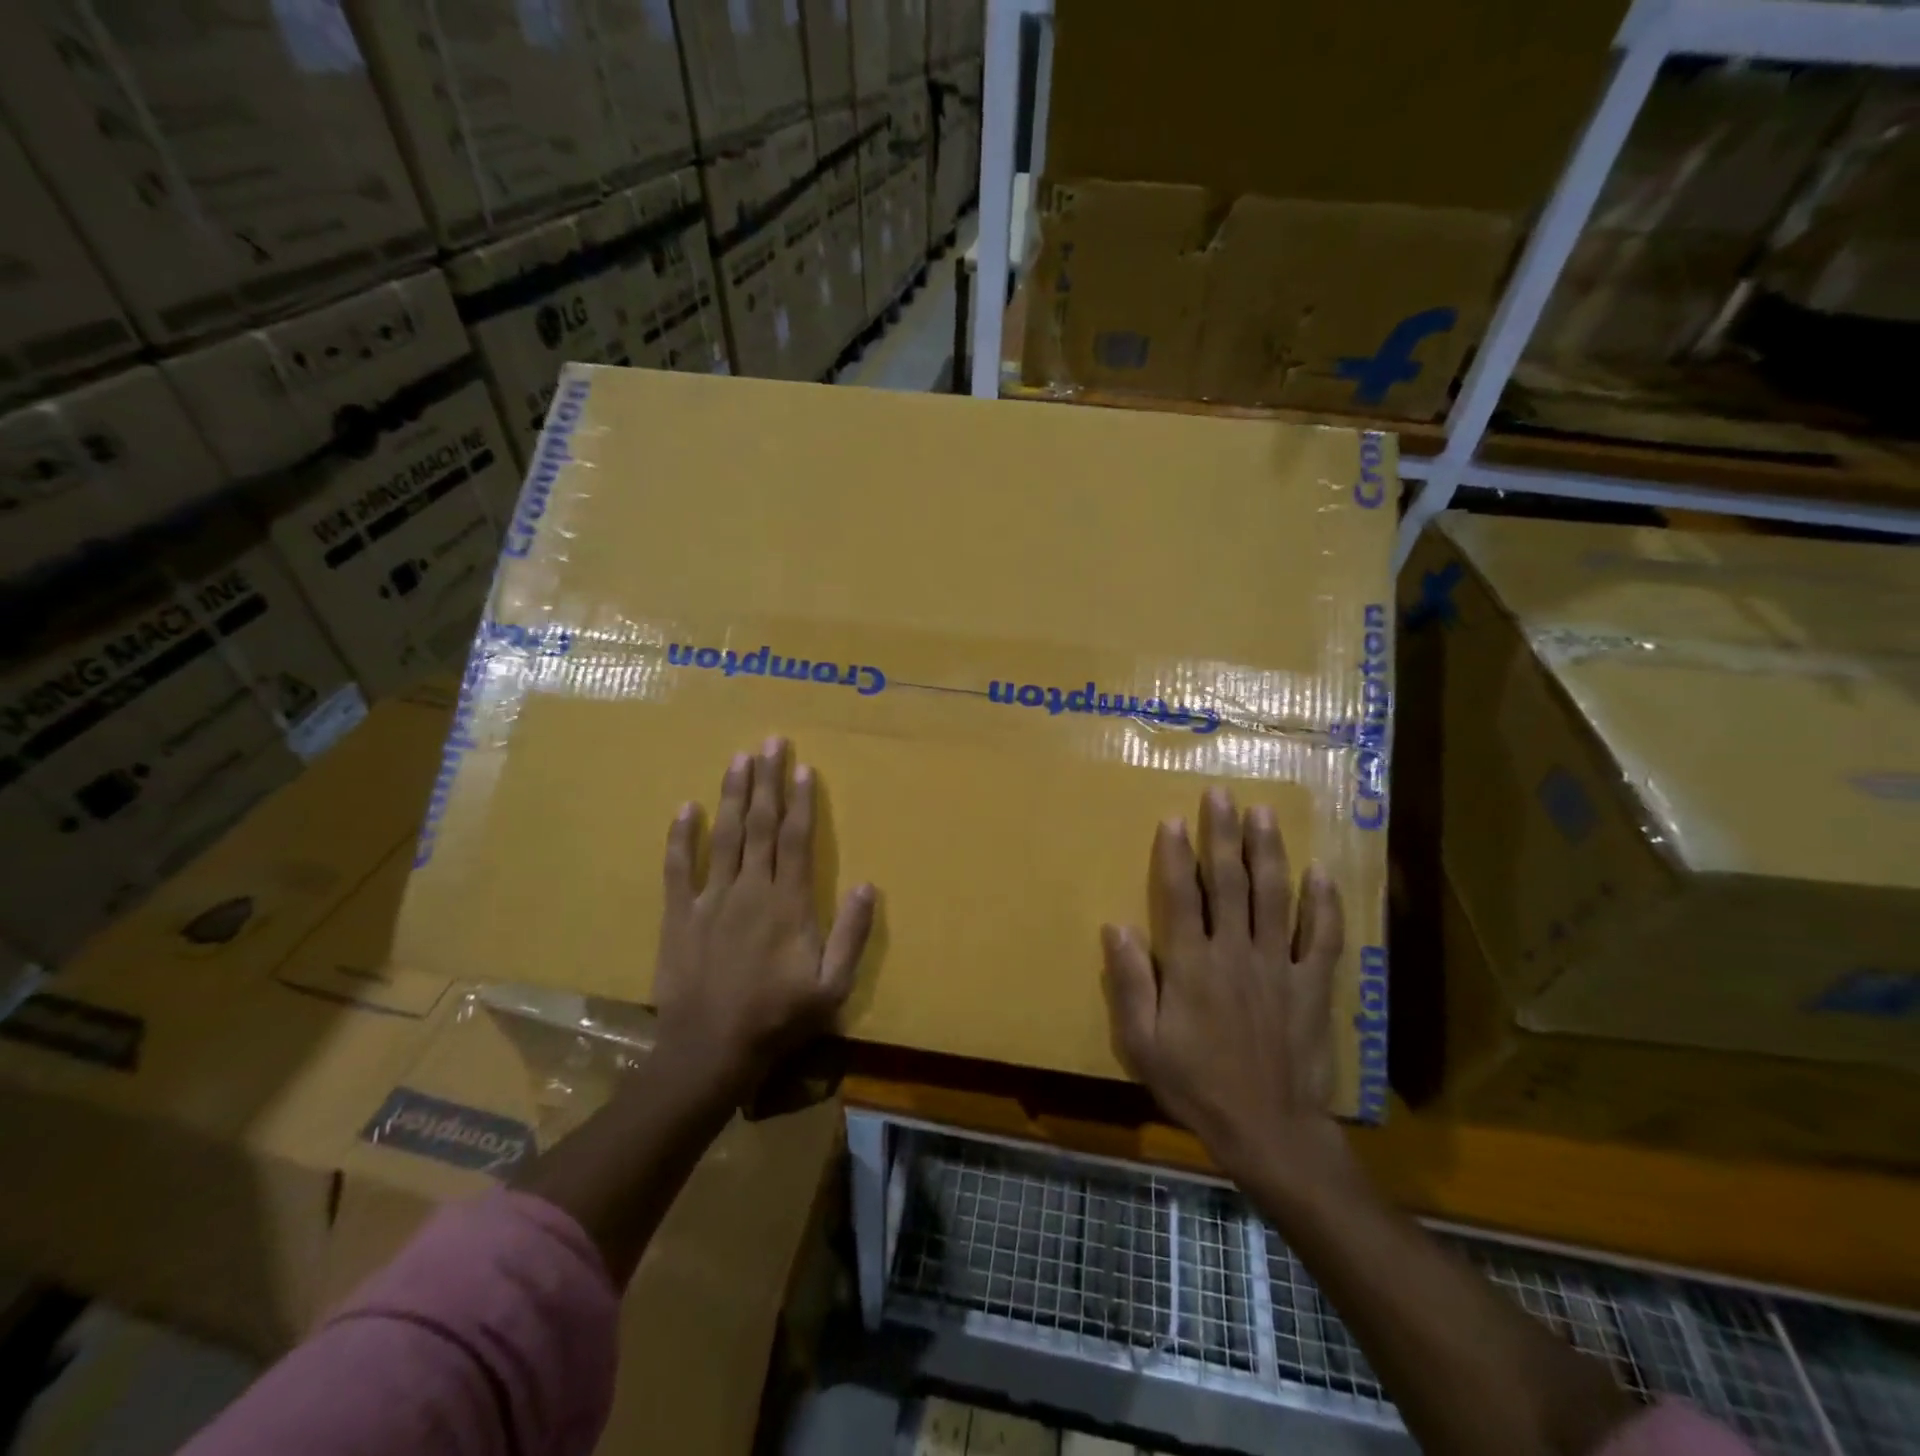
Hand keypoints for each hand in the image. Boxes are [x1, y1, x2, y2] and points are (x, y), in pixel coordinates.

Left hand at [652, 737, 875, 1107]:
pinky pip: (679, 869)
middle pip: (760, 825)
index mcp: (788, 903)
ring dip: (732, 795)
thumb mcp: (832, 986)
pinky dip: (681, 838)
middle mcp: (751, 890)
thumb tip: (869, 885)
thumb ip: (852, 934)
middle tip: (770, 742)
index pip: (797, 839)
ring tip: (738, 758)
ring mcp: (711, 900)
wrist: (710, 1052)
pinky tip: (685, 808)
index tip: (804, 768)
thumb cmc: (778, 1019)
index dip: (801, 801)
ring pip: (724, 836)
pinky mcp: (679, 916)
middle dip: (767, 781)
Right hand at [1101, 788, 1347, 1183]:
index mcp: (1192, 964)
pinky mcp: (1312, 986)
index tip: (1173, 819)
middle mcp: (1236, 952)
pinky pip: (1322, 938)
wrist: (1269, 1130)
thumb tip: (1115, 926)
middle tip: (1222, 794)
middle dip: (1223, 835)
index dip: (1175, 855)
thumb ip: (1130, 982)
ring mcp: (1279, 966)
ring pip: (1275, 897)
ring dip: (1269, 852)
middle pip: (1230, 882)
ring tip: (1264, 814)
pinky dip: (1324, 904)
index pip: (1181, 895)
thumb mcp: (1142, 1042)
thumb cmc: (1196, 1085)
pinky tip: (1321, 873)